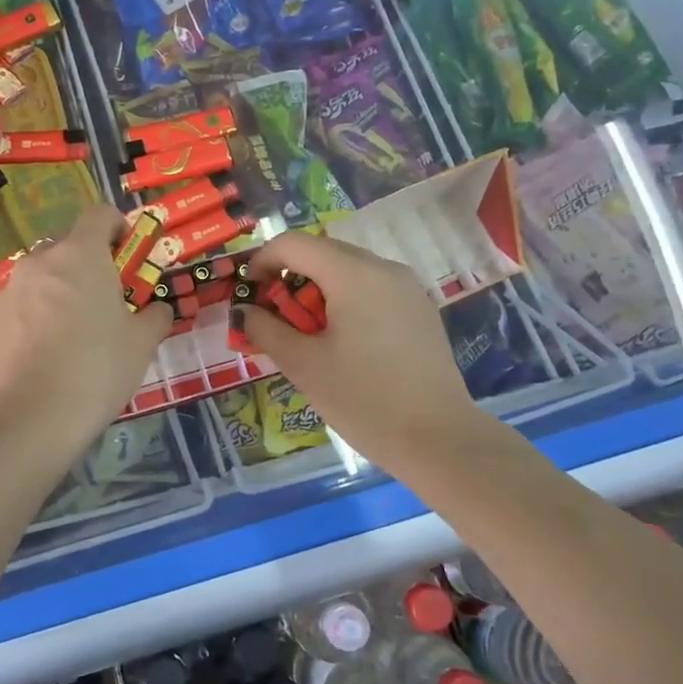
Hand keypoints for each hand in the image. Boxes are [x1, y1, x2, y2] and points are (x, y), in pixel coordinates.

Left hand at [0, 205, 170, 446]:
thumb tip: (158, 309)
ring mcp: (8, 291)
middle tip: (103, 302)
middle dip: (86, 266)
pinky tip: (42, 358)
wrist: (32, 417)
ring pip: (39, 279)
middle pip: (67, 247)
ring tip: (70, 335)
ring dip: (57, 293)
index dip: (117, 227)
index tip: (127, 254)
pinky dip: (32, 320)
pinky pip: (18, 309)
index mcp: (81, 255)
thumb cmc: (97, 369)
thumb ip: (154, 316)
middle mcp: (40, 262)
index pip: (99, 214)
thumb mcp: (141, 343)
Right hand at [240, 232, 505, 481]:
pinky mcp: (420, 309)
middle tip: (273, 316)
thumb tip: (244, 311)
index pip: (294, 244)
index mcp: (353, 274)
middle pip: (323, 252)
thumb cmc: (363, 399)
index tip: (248, 293)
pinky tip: (343, 340)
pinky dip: (346, 300)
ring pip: (349, 270)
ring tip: (306, 332)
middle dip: (289, 276)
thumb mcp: (303, 365)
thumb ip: (266, 329)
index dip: (261, 260)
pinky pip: (373, 288)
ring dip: (318, 289)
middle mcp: (384, 268)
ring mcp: (407, 287)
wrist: (438, 439)